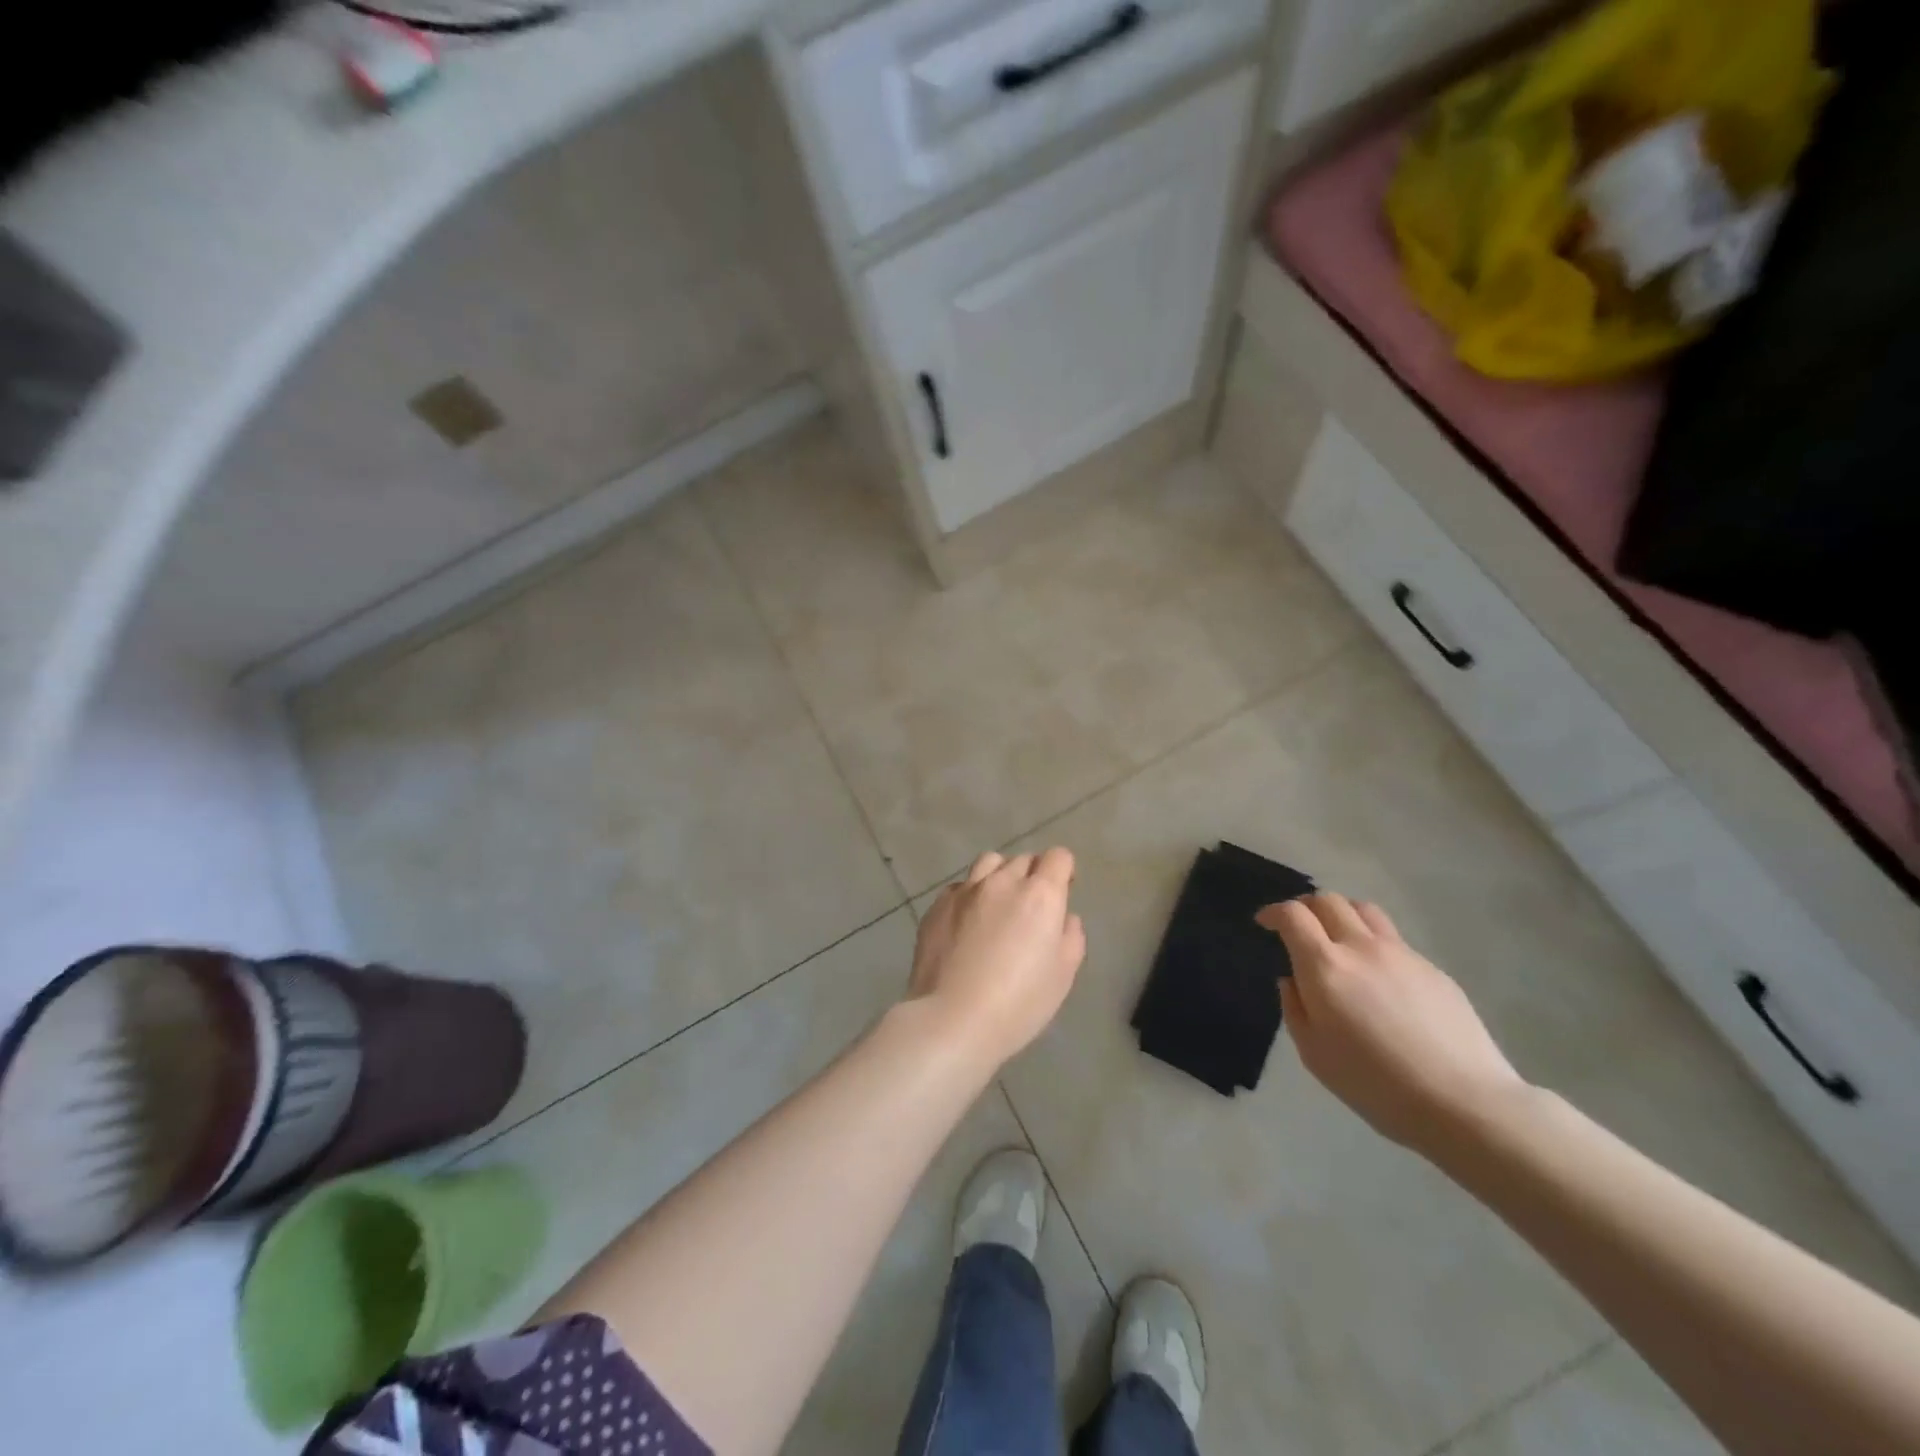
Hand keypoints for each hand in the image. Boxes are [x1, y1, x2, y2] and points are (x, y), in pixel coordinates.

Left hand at [910, 849, 1086, 1068]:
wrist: (952, 1019)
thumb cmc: (1019, 1003)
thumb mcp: (1063, 975)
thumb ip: (1070, 936)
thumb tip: (1063, 917)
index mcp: (1039, 895)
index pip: (1058, 857)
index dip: (1064, 871)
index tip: (1062, 892)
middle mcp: (1002, 882)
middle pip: (1023, 860)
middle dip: (1033, 875)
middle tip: (1031, 908)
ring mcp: (965, 890)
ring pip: (989, 863)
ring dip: (1000, 876)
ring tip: (998, 905)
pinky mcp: (937, 906)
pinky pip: (960, 887)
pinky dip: (970, 896)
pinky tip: (967, 924)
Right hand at [1258, 893, 1526, 1153]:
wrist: (1463, 1103)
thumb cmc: (1375, 1084)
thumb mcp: (1314, 1054)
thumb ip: (1295, 1008)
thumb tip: (1293, 981)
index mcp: (1325, 966)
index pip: (1293, 915)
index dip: (1274, 912)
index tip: (1265, 923)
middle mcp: (1361, 947)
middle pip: (1328, 900)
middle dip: (1305, 907)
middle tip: (1298, 927)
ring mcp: (1401, 954)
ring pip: (1364, 910)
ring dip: (1342, 914)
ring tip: (1338, 937)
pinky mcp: (1432, 969)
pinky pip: (1394, 940)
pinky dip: (1374, 943)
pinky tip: (1379, 977)